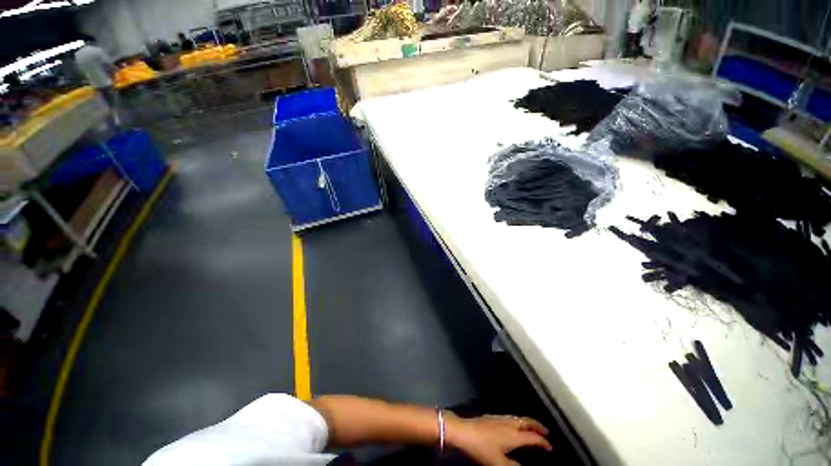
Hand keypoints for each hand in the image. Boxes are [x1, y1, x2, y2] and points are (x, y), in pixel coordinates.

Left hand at [446, 414, 552, 465]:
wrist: (464, 431)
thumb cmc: (482, 448)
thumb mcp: (499, 463)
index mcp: (514, 435)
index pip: (533, 437)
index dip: (543, 442)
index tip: (550, 447)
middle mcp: (509, 423)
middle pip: (527, 421)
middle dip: (538, 426)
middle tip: (546, 432)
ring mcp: (500, 418)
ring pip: (518, 418)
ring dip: (528, 422)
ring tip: (533, 428)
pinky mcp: (492, 417)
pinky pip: (510, 417)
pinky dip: (518, 420)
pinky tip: (514, 425)